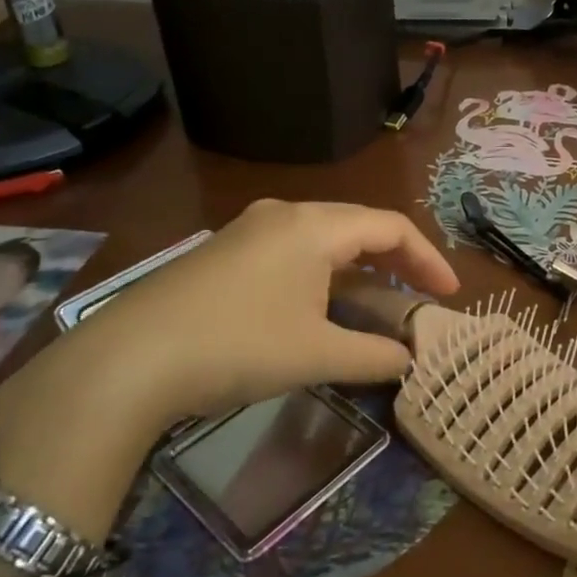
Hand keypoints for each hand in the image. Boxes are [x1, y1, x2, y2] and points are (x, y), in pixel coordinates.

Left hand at [0, 201, 457, 537]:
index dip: (428, 260)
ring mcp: (248, 230)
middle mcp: (284, 214)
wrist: (127, 361)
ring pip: (323, 240)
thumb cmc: (238, 346)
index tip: (449, 295)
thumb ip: (374, 355)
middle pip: (358, 227)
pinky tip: (319, 307)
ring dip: (358, 269)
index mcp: (314, 226)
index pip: (391, 228)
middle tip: (419, 297)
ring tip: (377, 304)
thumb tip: (409, 360)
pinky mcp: (222, 253)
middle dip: (396, 261)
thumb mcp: (317, 354)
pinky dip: (322, 275)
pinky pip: (291, 252)